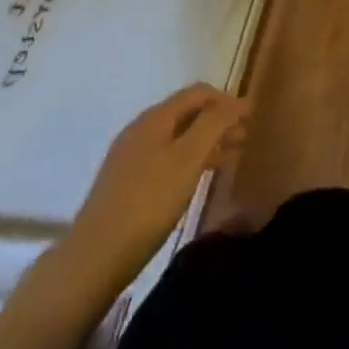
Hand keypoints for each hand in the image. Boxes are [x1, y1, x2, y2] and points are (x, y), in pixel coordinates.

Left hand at [35, 84, 249, 309]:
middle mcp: (141, 129)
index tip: (252, 115)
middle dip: (219, 120)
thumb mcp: (188, 159)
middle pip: (187, 113)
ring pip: (178, 137)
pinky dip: (190, 159)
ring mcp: (131, 156)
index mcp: (155, 118)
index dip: (227, 99)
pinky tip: (200, 177)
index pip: (198, 93)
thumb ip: (214, 125)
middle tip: (246, 136)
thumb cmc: (148, 202)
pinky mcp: (127, 182)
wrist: (95, 255)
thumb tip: (237, 101)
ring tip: (232, 155)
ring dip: (207, 140)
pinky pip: (167, 157)